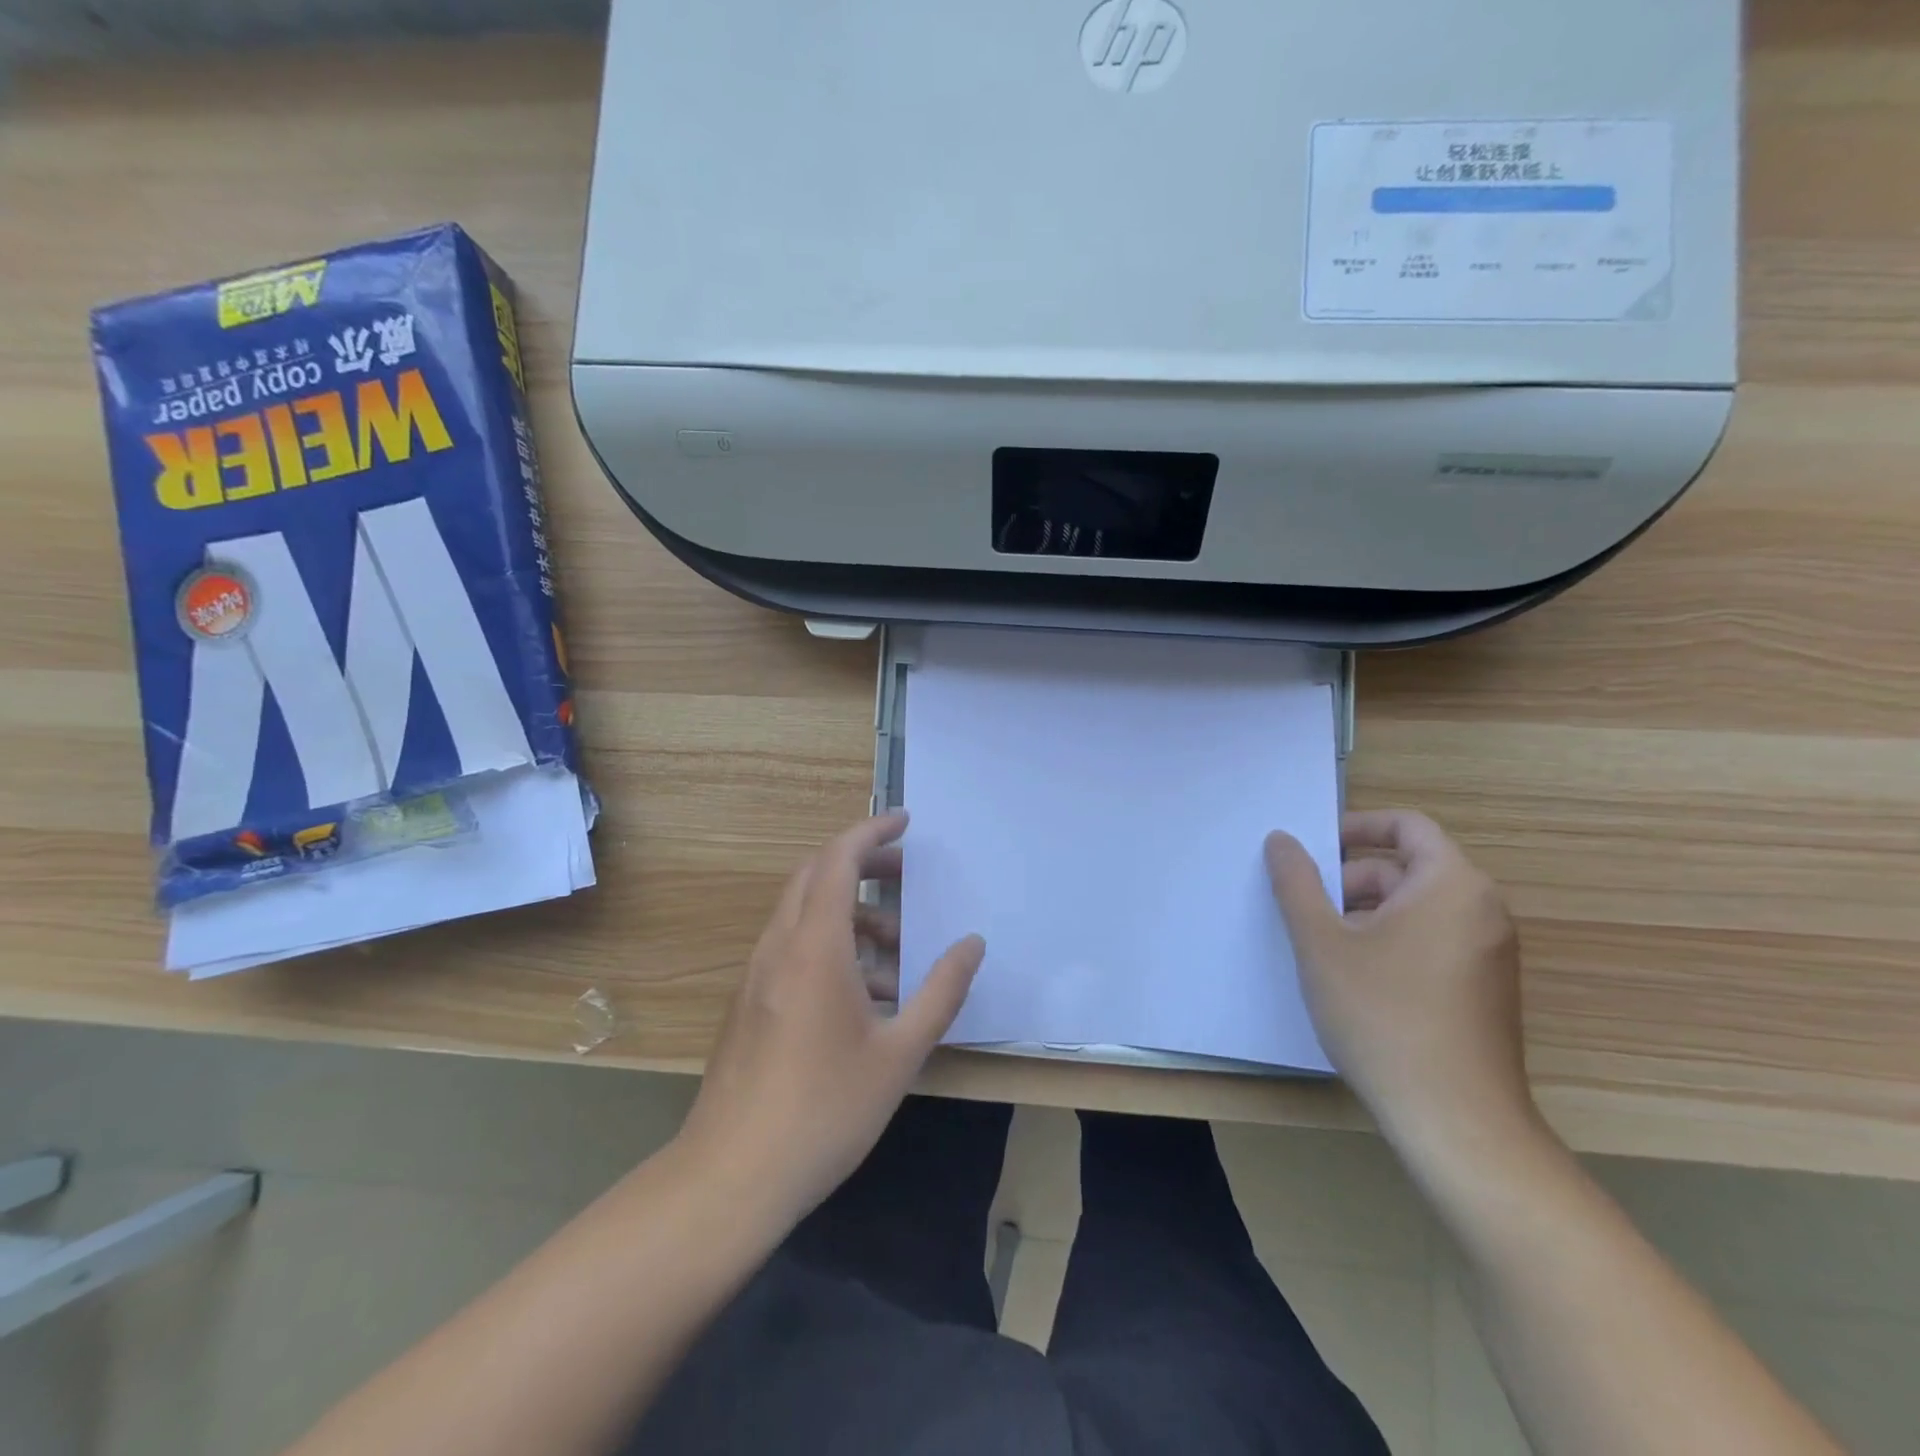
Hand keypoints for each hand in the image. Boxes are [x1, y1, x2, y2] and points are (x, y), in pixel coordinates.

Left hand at [677, 812, 985, 1222]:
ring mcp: (757, 974)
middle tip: (905, 872)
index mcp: (814, 947)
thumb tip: (972, 944)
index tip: (905, 821)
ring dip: (848, 910)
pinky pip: (791, 946)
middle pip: (815, 875)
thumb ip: (941, 991)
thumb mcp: (900, 1053)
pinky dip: (829, 942)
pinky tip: (862, 993)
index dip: (871, 831)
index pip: (838, 860)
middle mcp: (779, 947)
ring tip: (896, 947)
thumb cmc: (824, 1110)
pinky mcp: (749, 1002)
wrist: (731, 1176)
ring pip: (802, 912)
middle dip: (861, 861)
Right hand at [1264, 809, 1534, 1154]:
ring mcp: (1490, 953)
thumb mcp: (1321, 942)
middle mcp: (1482, 910)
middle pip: (1407, 868)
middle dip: (1350, 880)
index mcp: (1452, 885)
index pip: (1407, 826)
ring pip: (1416, 908)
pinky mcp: (1486, 990)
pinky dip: (1391, 942)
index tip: (1312, 850)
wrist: (1455, 1120)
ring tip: (1323, 948)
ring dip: (1365, 913)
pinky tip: (1356, 981)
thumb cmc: (1382, 1016)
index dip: (1355, 827)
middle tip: (1305, 909)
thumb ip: (1296, 882)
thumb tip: (1281, 840)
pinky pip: (1433, 941)